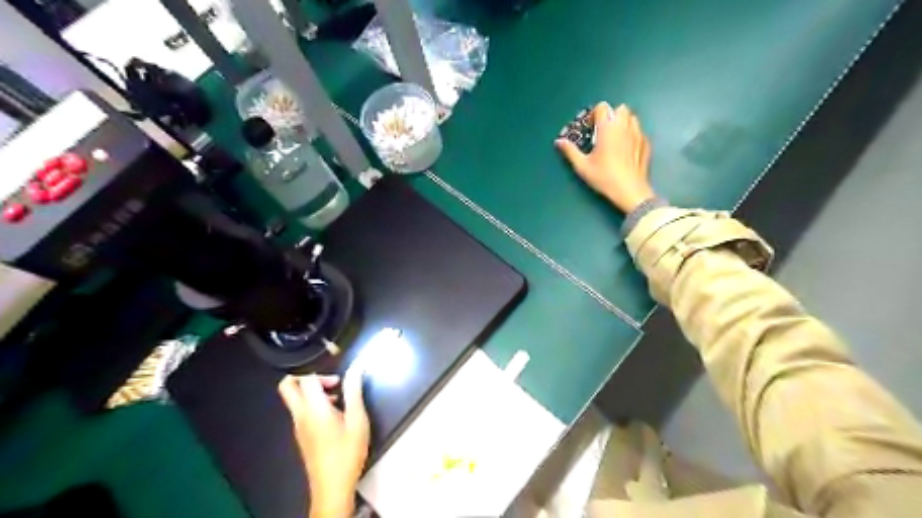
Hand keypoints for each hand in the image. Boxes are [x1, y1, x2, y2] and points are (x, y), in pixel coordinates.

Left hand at [277, 369, 369, 517]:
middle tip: (329, 383)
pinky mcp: (301, 436)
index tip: (340, 381)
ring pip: (295, 399)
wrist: (332, 486)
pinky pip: (301, 411)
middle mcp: (300, 415)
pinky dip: (314, 405)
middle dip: (306, 377)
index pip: (306, 378)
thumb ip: (354, 391)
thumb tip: (355, 369)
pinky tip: (335, 416)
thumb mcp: (357, 419)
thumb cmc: (347, 452)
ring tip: (338, 400)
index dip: (323, 372)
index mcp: (313, 409)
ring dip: (312, 392)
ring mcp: (298, 427)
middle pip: (287, 386)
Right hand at [554, 103, 655, 211]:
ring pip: (632, 118)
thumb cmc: (604, 177)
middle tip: (603, 132)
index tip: (590, 127)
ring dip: (623, 123)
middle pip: (620, 109)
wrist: (630, 190)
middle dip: (611, 116)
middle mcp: (624, 126)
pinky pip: (639, 132)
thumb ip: (570, 151)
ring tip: (615, 138)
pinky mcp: (646, 144)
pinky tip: (626, 150)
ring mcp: (638, 134)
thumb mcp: (582, 166)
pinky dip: (632, 135)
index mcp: (608, 128)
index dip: (594, 114)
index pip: (602, 107)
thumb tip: (559, 141)